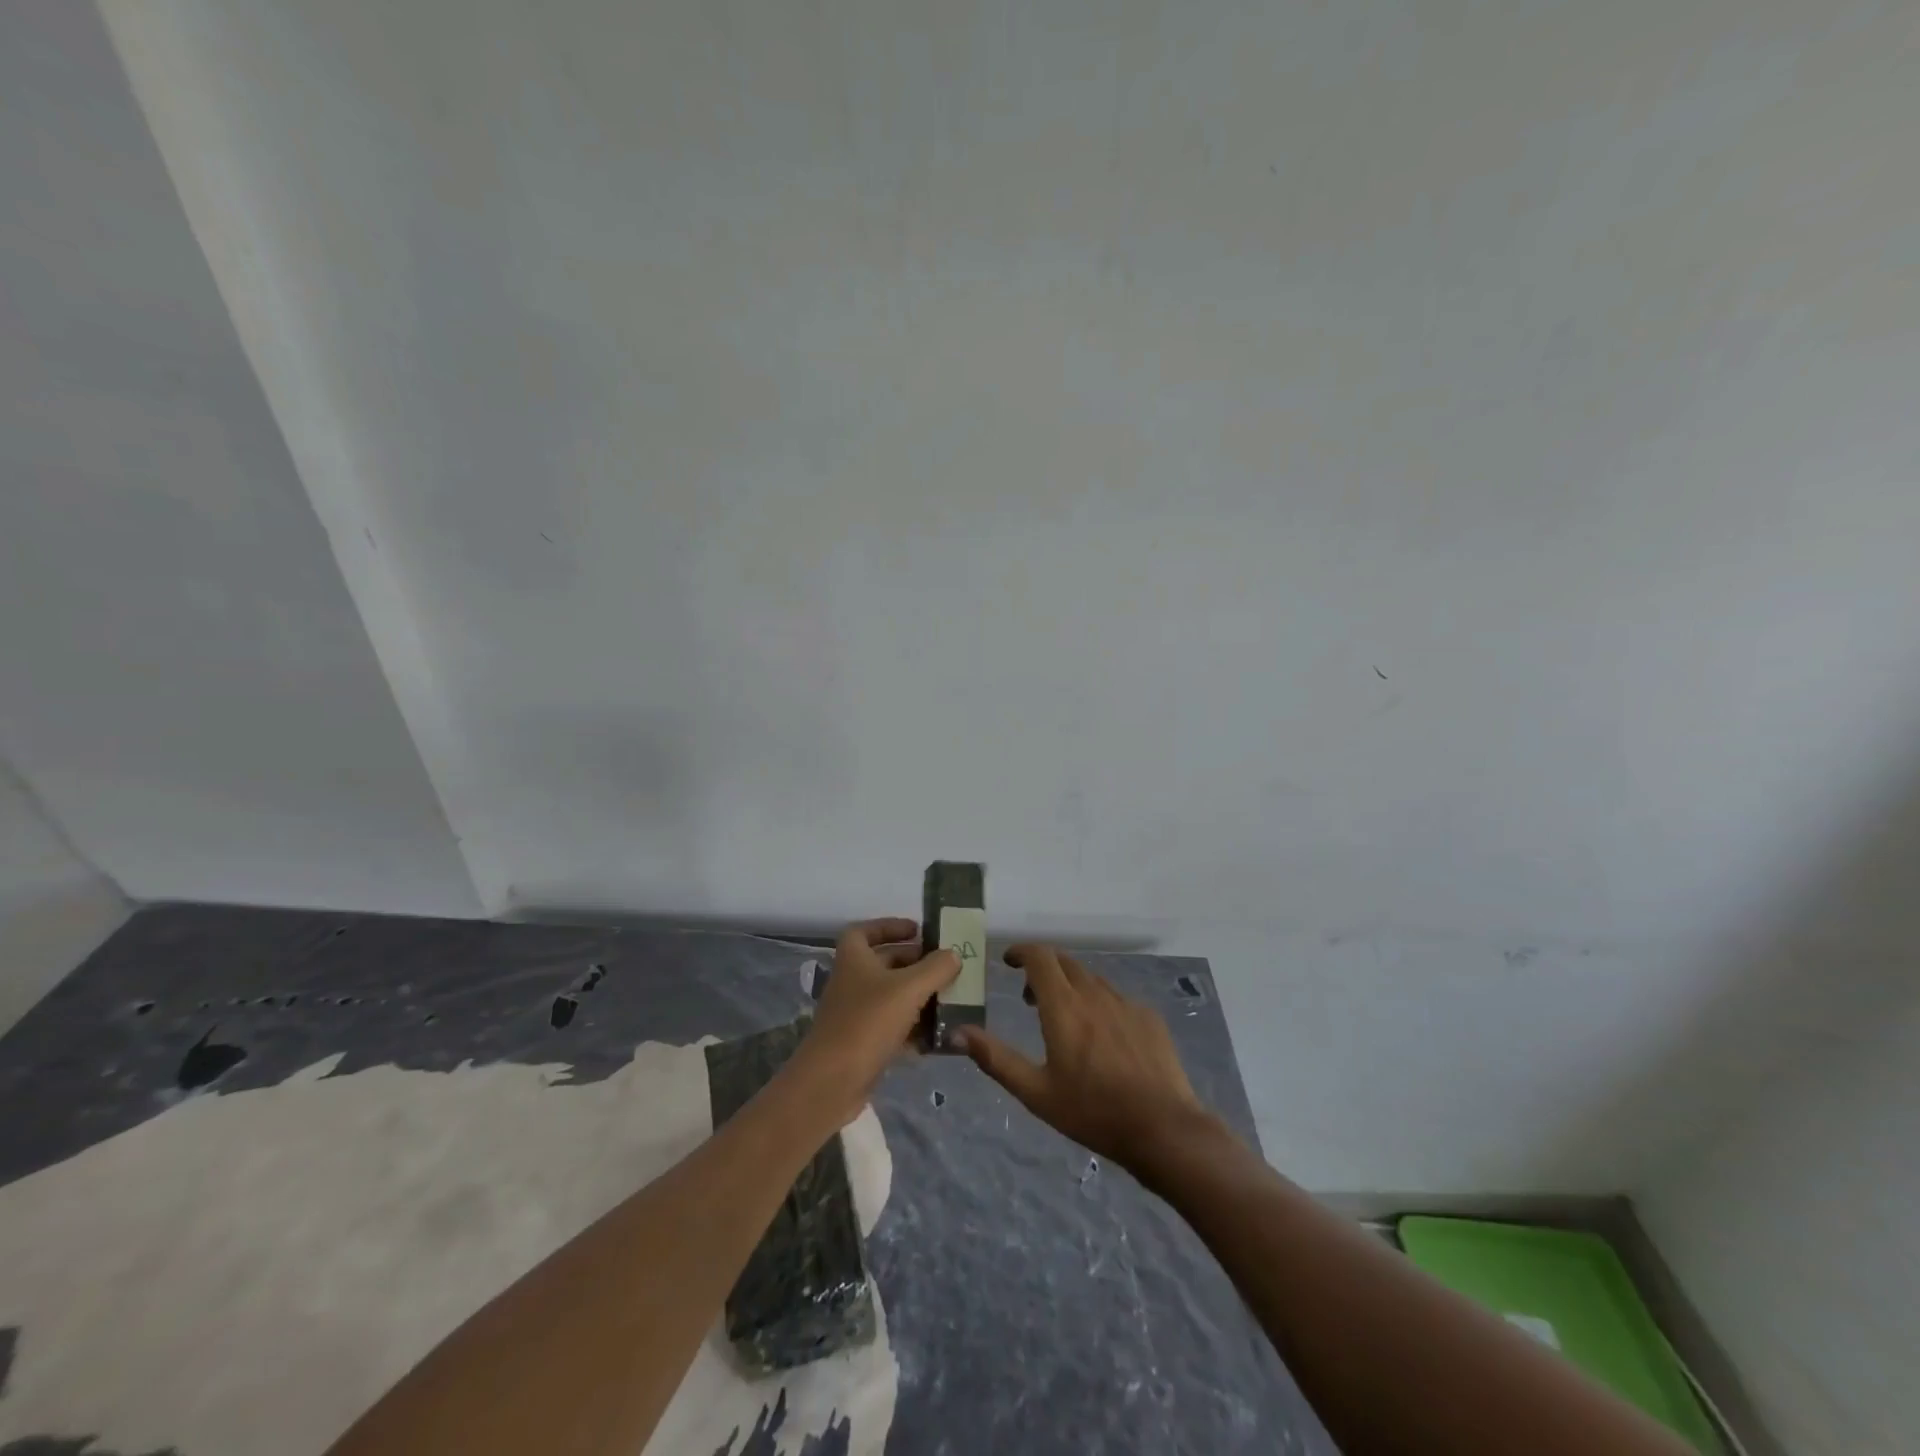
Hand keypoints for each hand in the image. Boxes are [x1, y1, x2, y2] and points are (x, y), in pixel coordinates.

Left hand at [790, 917, 958, 1126]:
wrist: (832, 1081)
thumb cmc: (868, 1022)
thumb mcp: (909, 989)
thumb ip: (935, 968)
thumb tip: (954, 954)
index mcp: (854, 958)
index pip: (865, 930)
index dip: (889, 926)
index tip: (917, 930)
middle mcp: (851, 981)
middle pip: (883, 963)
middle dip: (914, 962)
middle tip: (944, 965)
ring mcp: (855, 1013)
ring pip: (890, 996)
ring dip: (917, 996)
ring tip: (948, 998)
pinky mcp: (861, 1043)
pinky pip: (891, 1026)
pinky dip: (912, 1027)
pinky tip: (937, 1036)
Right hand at [955, 944, 1210, 1169]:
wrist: (1163, 1129)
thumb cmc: (1092, 1111)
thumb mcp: (1035, 1092)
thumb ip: (995, 1058)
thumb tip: (957, 1032)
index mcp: (1063, 1006)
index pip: (1040, 957)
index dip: (1022, 951)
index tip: (1009, 961)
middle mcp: (1094, 994)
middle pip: (1065, 962)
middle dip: (1043, 969)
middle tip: (1030, 997)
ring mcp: (1125, 1003)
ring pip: (1091, 980)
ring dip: (1071, 987)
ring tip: (1065, 1019)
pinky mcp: (1148, 1018)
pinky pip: (1117, 999)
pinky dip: (1099, 1005)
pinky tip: (1103, 1039)